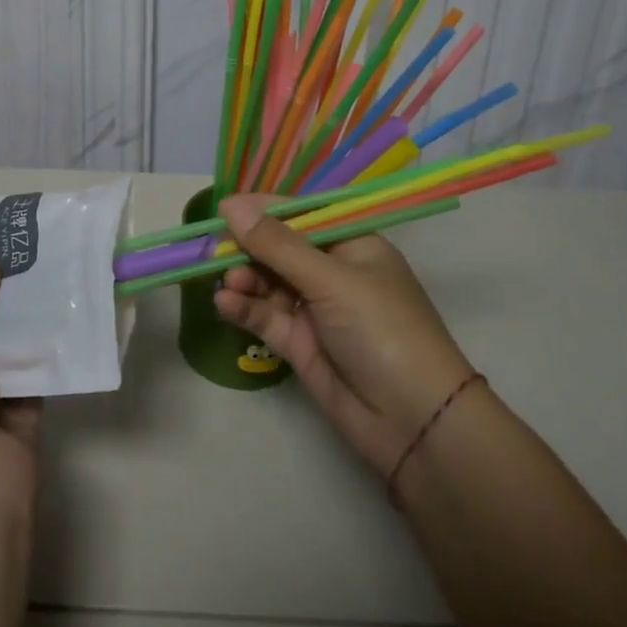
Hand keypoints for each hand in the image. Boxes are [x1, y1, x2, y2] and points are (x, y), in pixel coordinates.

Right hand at [214, 194, 477, 477]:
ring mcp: (315, 308)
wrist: (413, 421)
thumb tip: (230, 205)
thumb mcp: (330, 279)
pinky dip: (245, 308)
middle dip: (247, 247)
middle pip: (279, 248)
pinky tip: (225, 304)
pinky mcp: (300, 343)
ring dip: (244, 279)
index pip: (301, 214)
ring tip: (227, 283)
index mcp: (351, 244)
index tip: (223, 209)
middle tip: (213, 251)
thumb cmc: (381, 328)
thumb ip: (276, 245)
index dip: (263, 210)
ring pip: (268, 282)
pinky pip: (266, 316)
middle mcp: (332, 271)